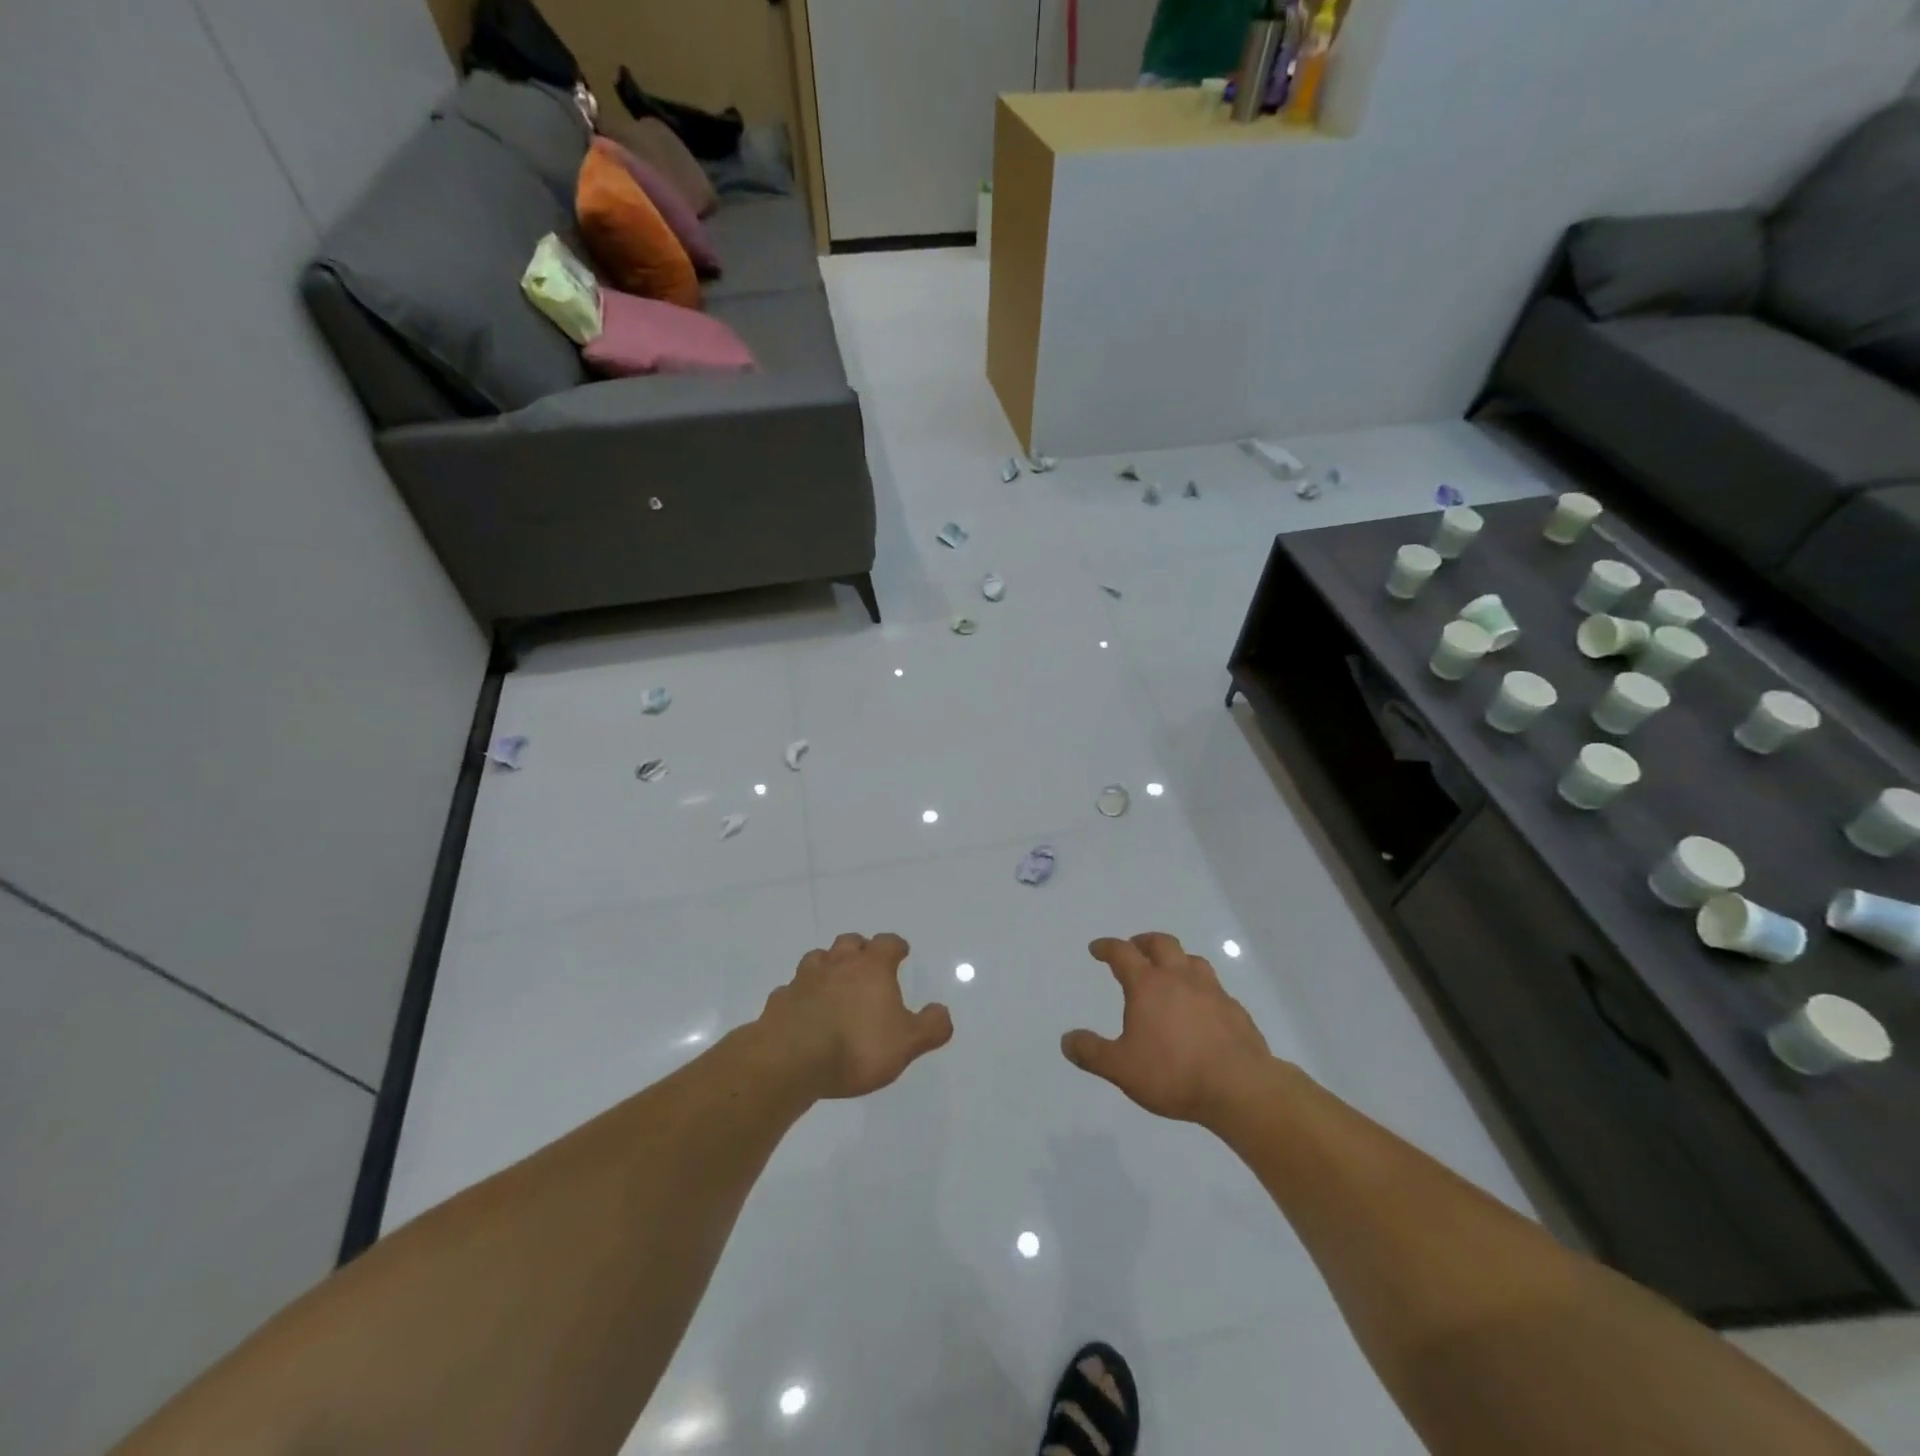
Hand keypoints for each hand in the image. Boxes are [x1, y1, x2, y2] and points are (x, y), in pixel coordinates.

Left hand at [759, 933, 953, 1099]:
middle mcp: (838, 964)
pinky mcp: (780, 1000)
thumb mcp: (907, 1043)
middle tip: (865, 963)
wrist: (791, 1060)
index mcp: (871, 967)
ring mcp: (804, 979)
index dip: (896, 946)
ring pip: (817, 959)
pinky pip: (792, 989)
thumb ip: (931, 1027)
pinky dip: (801, 995)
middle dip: (859, 948)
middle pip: (849, 941)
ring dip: (827, 966)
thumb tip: (942, 1011)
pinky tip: (804, 1010)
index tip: (901, 952)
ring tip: (833, 983)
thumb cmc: (857, 1047)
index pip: (888, 943)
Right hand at [1062, 933, 1278, 1124]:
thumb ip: (1092, 1052)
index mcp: (1148, 985)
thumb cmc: (1173, 1073)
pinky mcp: (1235, 1010)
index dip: (1107, 947)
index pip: (1123, 953)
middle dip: (1143, 941)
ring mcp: (1211, 991)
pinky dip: (1201, 988)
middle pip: (1161, 944)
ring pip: (1192, 960)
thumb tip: (1066, 1040)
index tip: (1097, 948)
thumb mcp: (1121, 1068)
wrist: (1240, 1088)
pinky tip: (1200, 1007)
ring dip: (1176, 959)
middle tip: (1134, 948)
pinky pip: (1214, 987)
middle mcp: (1179, 978)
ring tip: (1169, 971)